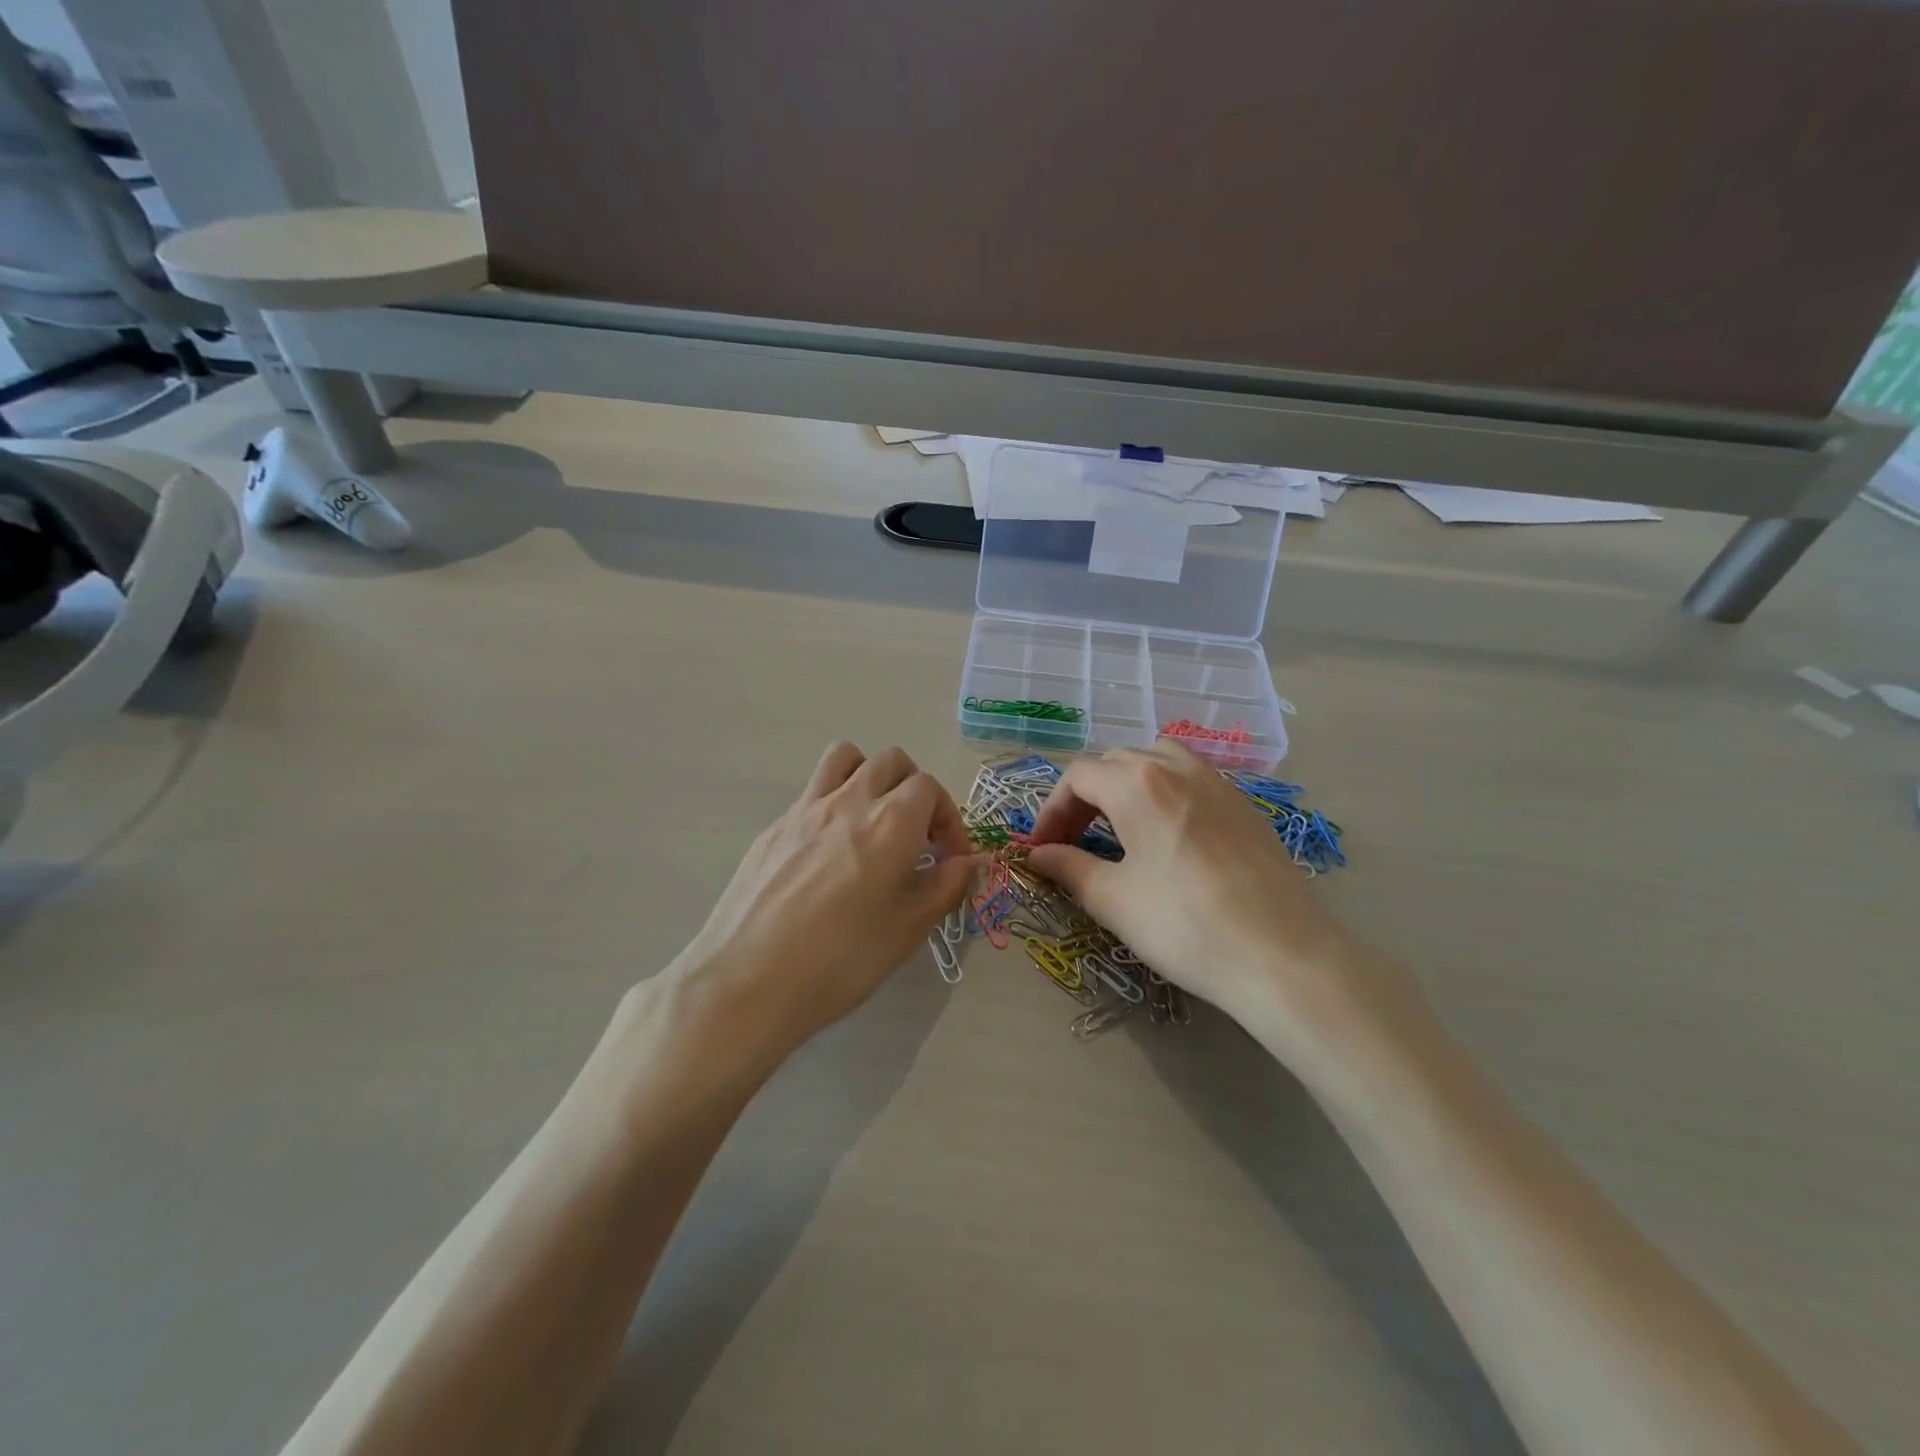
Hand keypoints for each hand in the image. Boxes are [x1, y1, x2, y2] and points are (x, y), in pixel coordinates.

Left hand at [662, 743, 975, 1069]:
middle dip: (913, 789)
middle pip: (891, 761)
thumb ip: (947, 886)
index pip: (930, 787)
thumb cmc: (842, 958)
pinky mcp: (774, 826)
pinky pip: (812, 792)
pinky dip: (833, 804)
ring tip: (872, 820)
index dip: (948, 818)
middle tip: (915, 836)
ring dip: (869, 776)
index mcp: (892, 821)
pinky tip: (828, 854)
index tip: (950, 857)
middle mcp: (850, 800)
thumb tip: (969, 862)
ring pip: (845, 758)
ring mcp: (806, 808)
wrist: (749, 979)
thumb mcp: (909, 928)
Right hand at [1027, 742, 1418, 1077]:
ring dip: (1127, 784)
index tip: (1042, 849)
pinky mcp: (1245, 805)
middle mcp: (1177, 766)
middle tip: (1073, 842)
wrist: (1283, 956)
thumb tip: (1038, 855)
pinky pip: (1192, 779)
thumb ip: (1069, 868)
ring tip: (1119, 826)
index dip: (1051, 810)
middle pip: (1115, 762)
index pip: (1078, 776)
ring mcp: (1217, 781)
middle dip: (1084, 797)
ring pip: (1157, 759)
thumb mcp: (1114, 900)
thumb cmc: (1185, 925)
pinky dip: (1165, 792)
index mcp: (1137, 782)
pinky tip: (1168, 836)